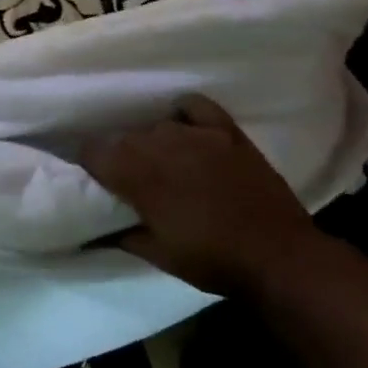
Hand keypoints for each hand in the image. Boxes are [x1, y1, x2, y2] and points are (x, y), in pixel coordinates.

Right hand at [80, 94, 323, 298]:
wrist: (277, 256)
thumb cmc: (212, 260)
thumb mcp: (158, 256)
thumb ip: (121, 236)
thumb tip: (95, 232)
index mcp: (140, 176)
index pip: (94, 151)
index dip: (90, 165)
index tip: (96, 181)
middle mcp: (162, 145)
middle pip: (125, 138)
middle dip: (121, 157)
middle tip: (131, 183)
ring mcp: (198, 134)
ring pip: (157, 126)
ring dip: (152, 144)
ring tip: (163, 165)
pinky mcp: (227, 131)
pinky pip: (194, 106)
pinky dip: (183, 115)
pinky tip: (186, 131)